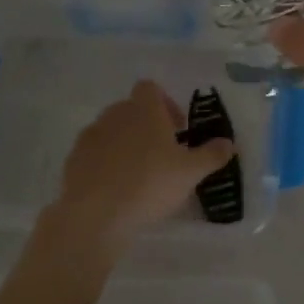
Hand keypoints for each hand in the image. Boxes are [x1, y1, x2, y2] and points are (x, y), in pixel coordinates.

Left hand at [45, 80, 235, 253]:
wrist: (95, 215)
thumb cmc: (149, 184)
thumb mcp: (190, 172)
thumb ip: (211, 155)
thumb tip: (229, 143)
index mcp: (143, 109)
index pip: (151, 88)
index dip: (166, 104)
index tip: (177, 130)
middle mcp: (114, 114)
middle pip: (132, 109)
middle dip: (147, 126)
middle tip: (163, 155)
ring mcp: (90, 135)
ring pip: (112, 131)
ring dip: (125, 144)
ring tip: (138, 174)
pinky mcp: (73, 159)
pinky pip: (94, 153)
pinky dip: (105, 163)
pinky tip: (115, 189)